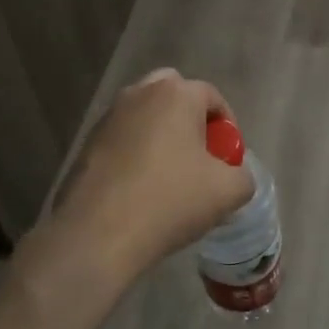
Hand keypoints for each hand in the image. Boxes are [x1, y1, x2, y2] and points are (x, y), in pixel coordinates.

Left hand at [22, 70, 253, 321]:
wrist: (98, 234)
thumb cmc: (170, 201)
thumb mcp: (228, 192)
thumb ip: (242, 176)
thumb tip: (233, 175)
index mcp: (176, 94)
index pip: (212, 96)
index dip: (227, 126)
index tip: (228, 158)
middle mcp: (139, 94)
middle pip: (174, 95)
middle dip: (191, 120)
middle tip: (199, 157)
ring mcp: (108, 118)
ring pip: (145, 116)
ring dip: (161, 136)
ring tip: (170, 177)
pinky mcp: (86, 144)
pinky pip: (123, 139)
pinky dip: (136, 154)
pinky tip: (141, 190)